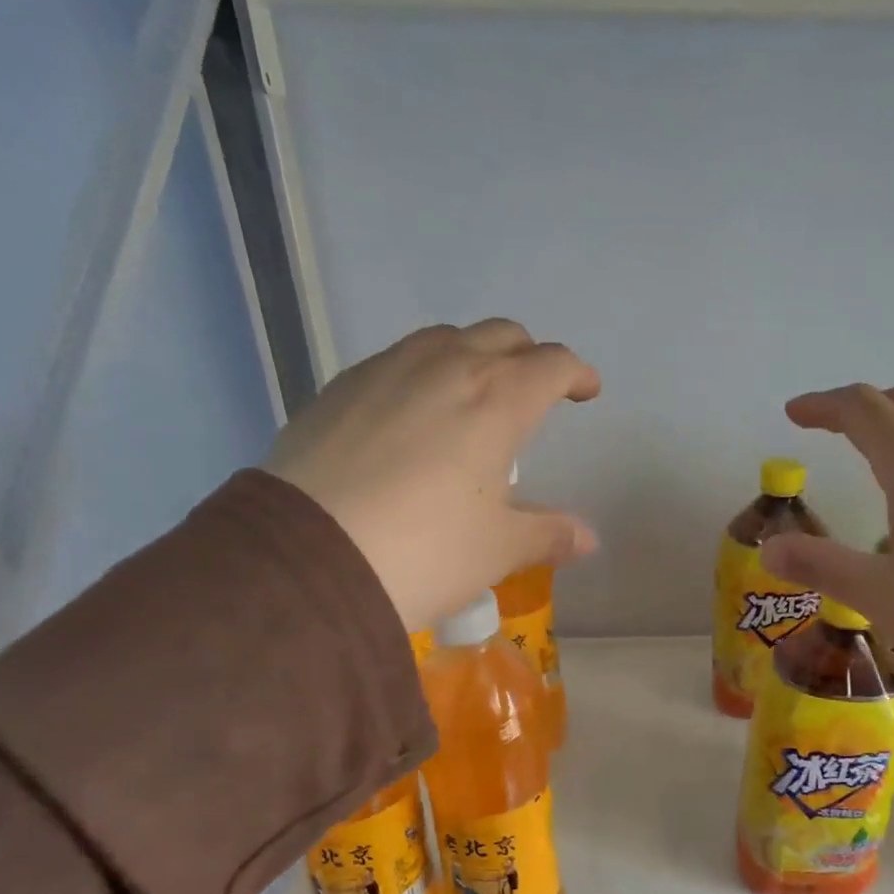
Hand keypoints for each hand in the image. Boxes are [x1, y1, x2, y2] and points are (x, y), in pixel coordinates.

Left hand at [264, 320, 599, 634]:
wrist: (307, 558)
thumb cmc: (426, 550)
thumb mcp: (498, 549)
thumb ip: (548, 534)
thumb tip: (586, 539)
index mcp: (498, 399)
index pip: (553, 364)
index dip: (577, 374)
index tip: (585, 392)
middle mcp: (446, 367)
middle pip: (502, 335)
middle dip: (528, 357)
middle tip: (533, 391)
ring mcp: (387, 369)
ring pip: (446, 338)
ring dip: (473, 356)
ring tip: (472, 397)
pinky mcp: (340, 386)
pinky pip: (397, 361)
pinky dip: (423, 373)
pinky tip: (412, 416)